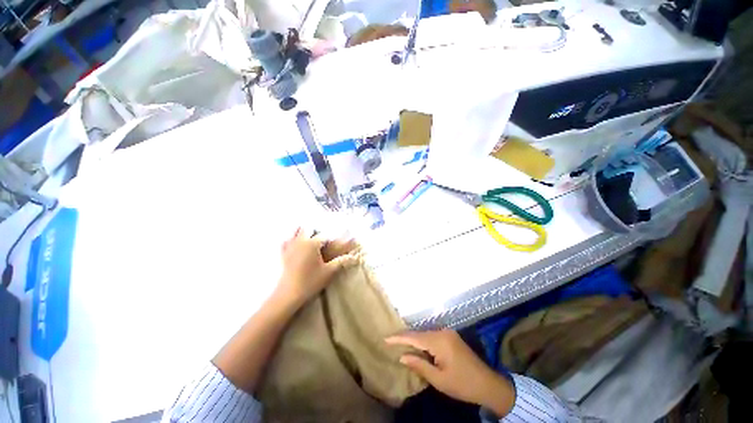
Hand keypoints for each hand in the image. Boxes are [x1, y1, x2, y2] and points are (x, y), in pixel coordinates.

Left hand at [277, 228, 356, 305]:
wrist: (289, 294)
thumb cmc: (311, 281)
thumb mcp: (329, 271)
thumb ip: (342, 262)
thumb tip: (354, 257)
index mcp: (313, 243)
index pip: (325, 236)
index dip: (332, 239)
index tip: (337, 242)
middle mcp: (301, 241)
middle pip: (308, 229)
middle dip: (316, 231)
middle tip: (323, 240)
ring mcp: (290, 246)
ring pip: (295, 232)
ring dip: (303, 232)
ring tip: (310, 237)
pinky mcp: (283, 254)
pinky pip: (285, 241)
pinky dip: (290, 239)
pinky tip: (294, 242)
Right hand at [385, 329, 514, 416]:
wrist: (488, 384)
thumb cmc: (462, 384)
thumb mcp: (439, 379)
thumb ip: (419, 365)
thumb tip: (402, 356)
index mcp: (439, 341)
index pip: (414, 337)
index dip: (399, 338)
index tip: (385, 338)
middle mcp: (443, 332)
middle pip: (419, 333)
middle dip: (405, 338)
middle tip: (390, 341)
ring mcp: (448, 333)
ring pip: (425, 334)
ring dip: (414, 340)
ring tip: (400, 344)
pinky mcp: (451, 337)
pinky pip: (432, 336)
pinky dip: (423, 342)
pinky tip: (417, 347)